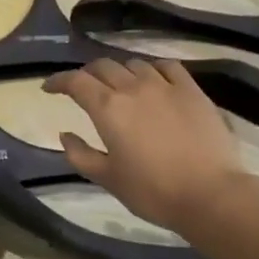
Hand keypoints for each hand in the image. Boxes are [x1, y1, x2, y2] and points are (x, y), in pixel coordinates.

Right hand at [43, 59, 249, 232]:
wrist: (209, 193)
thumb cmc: (152, 192)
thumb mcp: (108, 179)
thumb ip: (81, 154)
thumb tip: (65, 134)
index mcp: (108, 109)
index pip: (76, 82)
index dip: (58, 81)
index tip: (49, 88)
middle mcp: (133, 88)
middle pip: (103, 67)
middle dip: (87, 74)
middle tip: (82, 87)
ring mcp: (165, 86)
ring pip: (135, 64)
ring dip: (120, 71)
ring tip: (119, 85)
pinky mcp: (192, 90)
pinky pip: (168, 67)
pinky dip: (153, 69)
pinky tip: (154, 79)